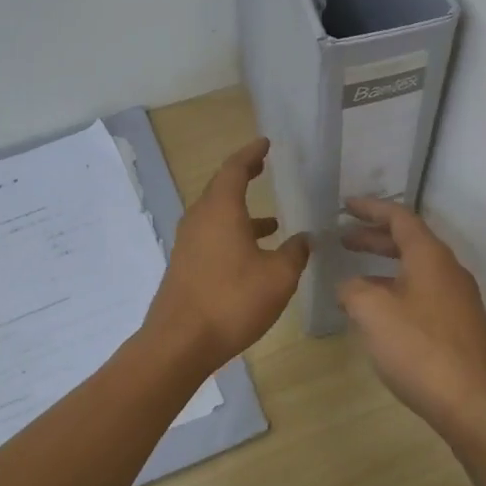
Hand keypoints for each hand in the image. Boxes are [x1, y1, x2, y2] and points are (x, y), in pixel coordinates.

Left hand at [142, 137, 310, 376]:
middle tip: (263, 167)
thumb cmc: (232, 301)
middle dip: (243, 176)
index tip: (265, 143)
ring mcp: (188, 242)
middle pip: (221, 187)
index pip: (235, 168)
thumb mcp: (278, 276)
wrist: (180, 342)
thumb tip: (305, 238)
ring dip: (241, 211)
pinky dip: (232, 233)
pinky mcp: (185, 265)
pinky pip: (211, 236)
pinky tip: (252, 256)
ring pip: (216, 215)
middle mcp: (200, 219)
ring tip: (272, 221)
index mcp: (221, 210)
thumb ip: (295, 253)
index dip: (251, 153)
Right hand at [337, 197, 485, 451]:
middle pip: (409, 242)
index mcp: (430, 257)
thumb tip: (348, 287)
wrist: (476, 405)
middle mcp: (449, 271)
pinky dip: (397, 291)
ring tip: (353, 279)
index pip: (399, 218)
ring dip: (384, 268)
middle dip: (374, 238)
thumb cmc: (420, 349)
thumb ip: (353, 290)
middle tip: (343, 239)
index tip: (344, 205)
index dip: (370, 208)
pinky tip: (380, 316)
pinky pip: (423, 295)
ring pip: (416, 271)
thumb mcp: (373, 312)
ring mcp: (459, 301)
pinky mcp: (461, 328)